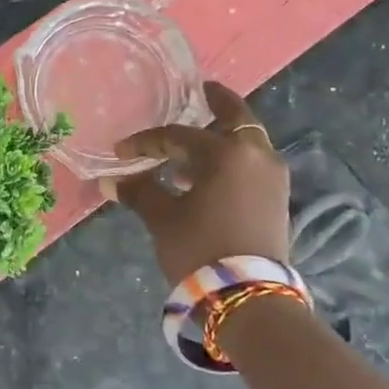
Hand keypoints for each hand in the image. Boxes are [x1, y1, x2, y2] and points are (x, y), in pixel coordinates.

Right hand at [113, 82, 291, 285]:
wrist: (249, 298)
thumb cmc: (201, 249)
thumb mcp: (163, 219)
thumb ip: (139, 192)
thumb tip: (110, 181)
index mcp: (228, 152)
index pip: (179, 136)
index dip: (146, 141)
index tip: (121, 151)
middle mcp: (258, 155)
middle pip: (235, 118)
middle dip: (215, 104)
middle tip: (200, 91)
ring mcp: (274, 176)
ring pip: (246, 142)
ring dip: (220, 138)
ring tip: (189, 150)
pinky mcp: (278, 198)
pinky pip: (252, 164)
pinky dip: (232, 160)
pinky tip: (205, 178)